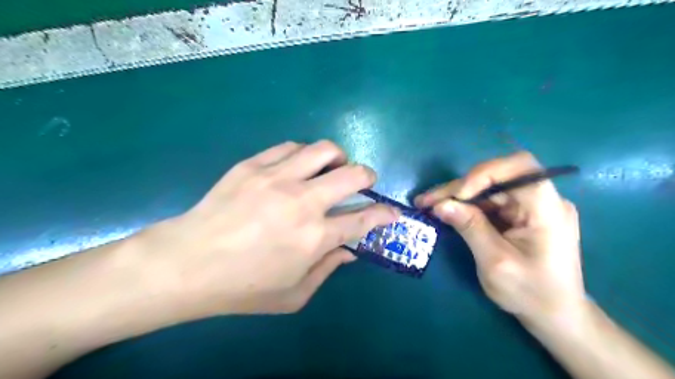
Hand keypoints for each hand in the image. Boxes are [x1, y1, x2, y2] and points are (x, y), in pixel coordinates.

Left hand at [140, 141, 395, 315]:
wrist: (187, 263)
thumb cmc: (243, 287)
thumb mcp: (293, 294)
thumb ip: (328, 270)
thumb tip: (349, 250)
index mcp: (315, 237)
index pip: (364, 219)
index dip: (384, 214)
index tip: (391, 212)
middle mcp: (302, 202)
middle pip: (352, 174)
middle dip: (368, 176)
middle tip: (364, 182)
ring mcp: (276, 178)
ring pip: (324, 150)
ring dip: (337, 158)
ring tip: (332, 168)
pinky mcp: (253, 165)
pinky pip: (290, 147)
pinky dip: (304, 154)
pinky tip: (298, 166)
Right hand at [414, 151, 588, 324]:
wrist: (555, 315)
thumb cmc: (530, 293)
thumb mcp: (495, 262)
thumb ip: (469, 228)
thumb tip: (440, 205)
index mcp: (547, 209)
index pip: (519, 167)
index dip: (484, 173)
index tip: (457, 195)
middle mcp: (542, 200)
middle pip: (497, 177)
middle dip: (459, 188)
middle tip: (426, 201)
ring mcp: (531, 206)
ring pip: (489, 188)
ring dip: (458, 196)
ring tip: (429, 205)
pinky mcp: (520, 214)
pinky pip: (490, 201)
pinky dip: (467, 206)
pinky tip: (447, 211)